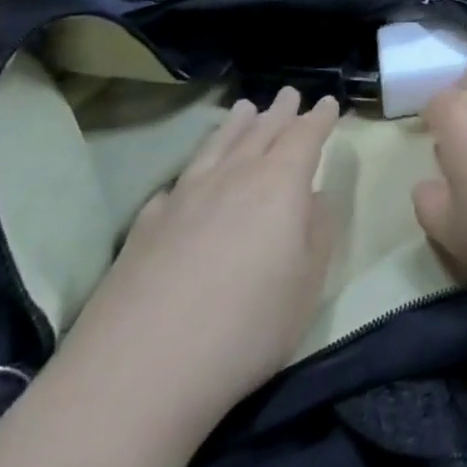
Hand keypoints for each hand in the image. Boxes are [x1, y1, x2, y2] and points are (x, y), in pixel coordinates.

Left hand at [60, 89, 340, 440]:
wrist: (138, 372)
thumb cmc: (245, 327)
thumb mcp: (308, 285)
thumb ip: (319, 232)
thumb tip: (317, 197)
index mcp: (279, 184)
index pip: (305, 136)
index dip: (319, 118)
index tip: (328, 103)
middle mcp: (232, 177)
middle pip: (261, 131)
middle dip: (280, 112)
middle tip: (289, 94)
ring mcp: (184, 197)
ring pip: (217, 147)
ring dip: (235, 125)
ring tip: (244, 109)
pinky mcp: (145, 225)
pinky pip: (178, 182)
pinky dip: (194, 169)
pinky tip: (189, 178)